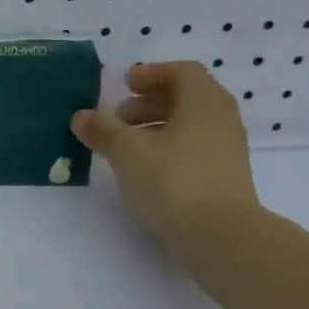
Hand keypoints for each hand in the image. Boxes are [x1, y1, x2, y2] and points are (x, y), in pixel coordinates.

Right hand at [72, 62, 261, 256]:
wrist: (220, 236)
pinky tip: (143, 169)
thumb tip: (82, 116)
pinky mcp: (223, 178)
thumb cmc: (173, 180)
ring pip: (189, 125)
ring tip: (125, 145)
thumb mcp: (126, 150)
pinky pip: (193, 149)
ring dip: (156, 127)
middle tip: (119, 116)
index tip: (124, 86)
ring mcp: (226, 151)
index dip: (151, 74)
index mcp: (204, 102)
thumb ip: (102, 129)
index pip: (182, 72)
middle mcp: (221, 120)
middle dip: (150, 101)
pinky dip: (167, 149)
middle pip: (186, 97)